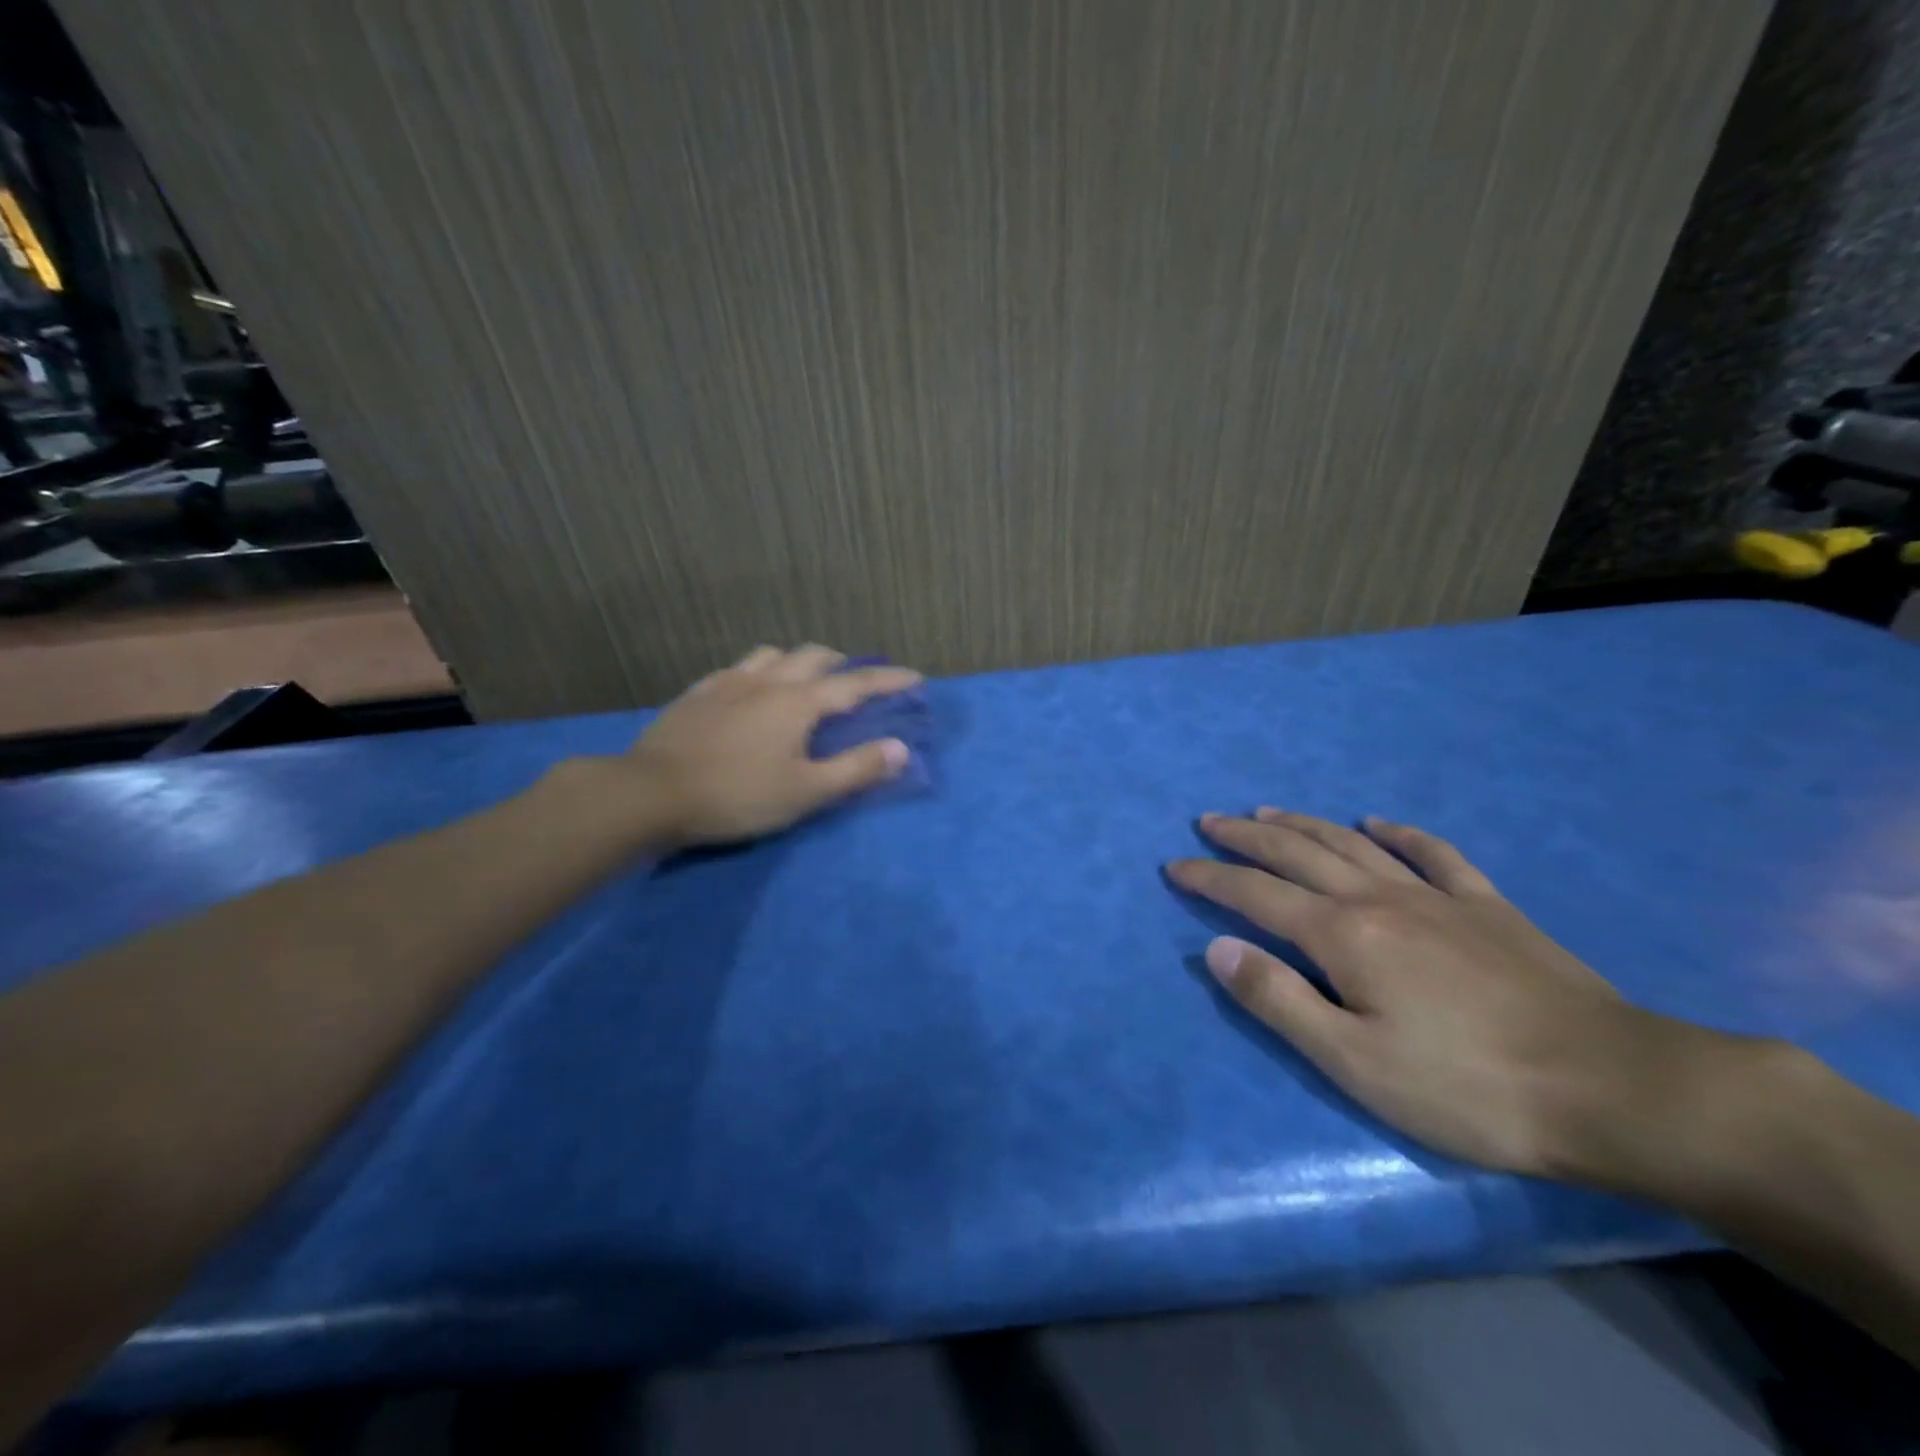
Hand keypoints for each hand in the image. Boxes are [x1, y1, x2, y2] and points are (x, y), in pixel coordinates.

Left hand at [624, 644, 919, 847]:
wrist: (651, 793)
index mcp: (799, 703)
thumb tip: (900, 749)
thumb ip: (856, 769)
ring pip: (773, 655)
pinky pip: (737, 669)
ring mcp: (728, 683)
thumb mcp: (806, 792)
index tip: (915, 677)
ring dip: (798, 662)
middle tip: (855, 682)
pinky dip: (759, 672)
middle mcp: (768, 681)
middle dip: (843, 664)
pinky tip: (750, 690)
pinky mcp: (698, 693)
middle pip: (814, 657)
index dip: (889, 680)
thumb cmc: (737, 795)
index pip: (856, 684)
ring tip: (804, 681)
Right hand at [1167, 809, 1716, 1178]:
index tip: (1174, 867)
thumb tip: (1218, 949)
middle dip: (1245, 835)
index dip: (1209, 879)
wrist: (1614, 1089)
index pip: (1255, 895)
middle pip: (1297, 853)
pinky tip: (1379, 822)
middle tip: (1208, 821)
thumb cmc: (1468, 1087)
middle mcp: (1379, 899)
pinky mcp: (1488, 907)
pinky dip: (1399, 832)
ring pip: (1351, 844)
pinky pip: (1434, 854)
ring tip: (1268, 809)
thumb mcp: (1355, 1062)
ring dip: (1303, 823)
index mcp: (1343, 936)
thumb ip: (1278, 1001)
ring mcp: (1437, 897)